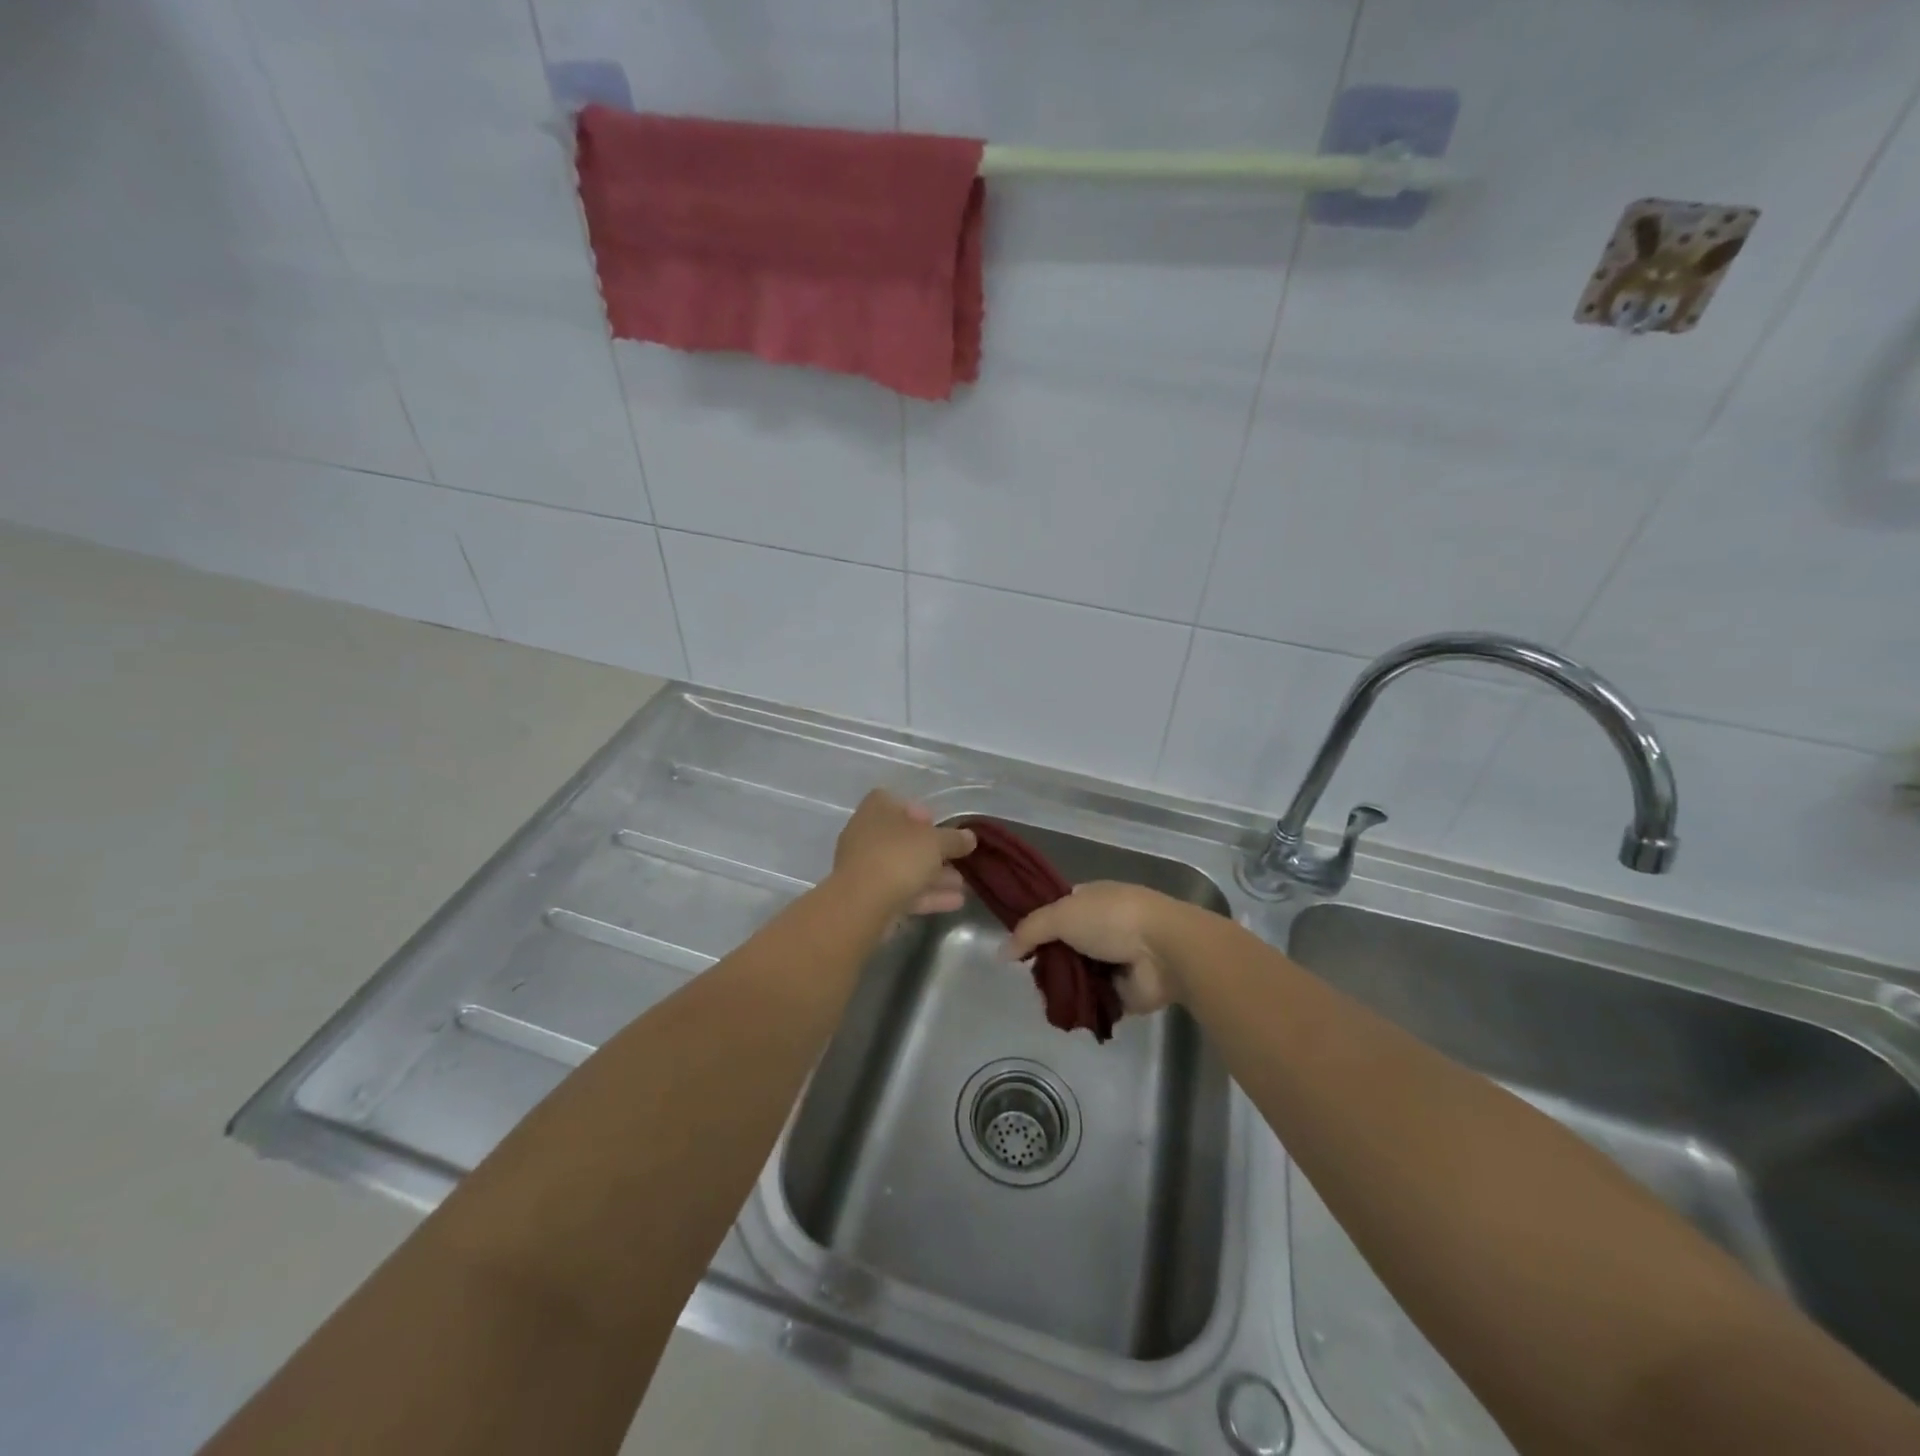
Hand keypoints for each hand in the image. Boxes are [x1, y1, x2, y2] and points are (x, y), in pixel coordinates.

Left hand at [831, 790, 975, 915]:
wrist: (862, 904)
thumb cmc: (898, 857)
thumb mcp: (935, 842)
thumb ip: (954, 839)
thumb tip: (970, 837)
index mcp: (875, 811)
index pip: (893, 801)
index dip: (916, 810)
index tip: (936, 823)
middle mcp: (866, 835)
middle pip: (902, 838)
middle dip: (932, 850)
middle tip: (955, 858)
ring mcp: (865, 867)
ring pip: (904, 867)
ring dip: (933, 876)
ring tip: (962, 885)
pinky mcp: (869, 897)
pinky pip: (902, 891)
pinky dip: (926, 895)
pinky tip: (954, 902)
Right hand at [1004, 881, 1184, 1014]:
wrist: (1163, 951)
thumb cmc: (1112, 919)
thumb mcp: (1061, 915)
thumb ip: (1029, 931)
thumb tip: (1002, 952)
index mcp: (1092, 899)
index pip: (1057, 909)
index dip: (1037, 923)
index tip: (1016, 941)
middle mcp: (1103, 926)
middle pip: (1065, 944)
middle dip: (1047, 959)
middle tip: (1027, 974)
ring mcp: (1115, 960)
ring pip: (1077, 974)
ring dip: (1063, 984)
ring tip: (1042, 996)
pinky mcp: (1124, 992)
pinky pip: (1093, 1000)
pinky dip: (1081, 1006)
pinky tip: (1062, 1012)